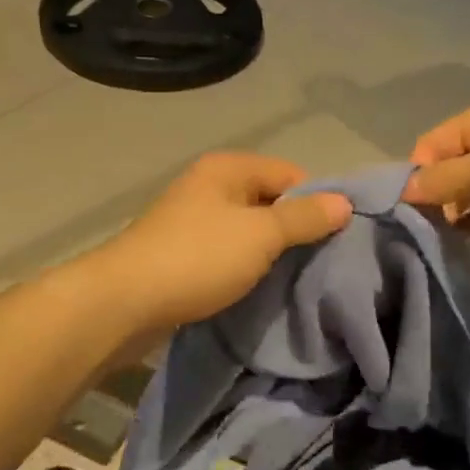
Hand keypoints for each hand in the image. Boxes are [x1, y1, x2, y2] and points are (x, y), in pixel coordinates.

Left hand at [89, 152, 352, 335]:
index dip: (317, 202)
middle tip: (322, 263)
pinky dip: (246, 265)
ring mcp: (193, 218)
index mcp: (228, 168)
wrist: (124, 302)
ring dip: (271, 251)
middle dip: (296, 229)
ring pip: (249, 229)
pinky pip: (229, 251)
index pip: (291, 174)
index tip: (336, 239)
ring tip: (296, 278)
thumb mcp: (260, 235)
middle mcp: (210, 185)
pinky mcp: (183, 251)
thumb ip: (304, 218)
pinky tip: (261, 286)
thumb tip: (345, 202)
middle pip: (270, 200)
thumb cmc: (197, 257)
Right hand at [405, 95, 469, 264]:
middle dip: (432, 195)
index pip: (433, 143)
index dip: (416, 174)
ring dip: (453, 212)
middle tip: (417, 232)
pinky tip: (461, 242)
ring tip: (434, 241)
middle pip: (450, 165)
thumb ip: (445, 179)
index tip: (402, 212)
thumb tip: (401, 191)